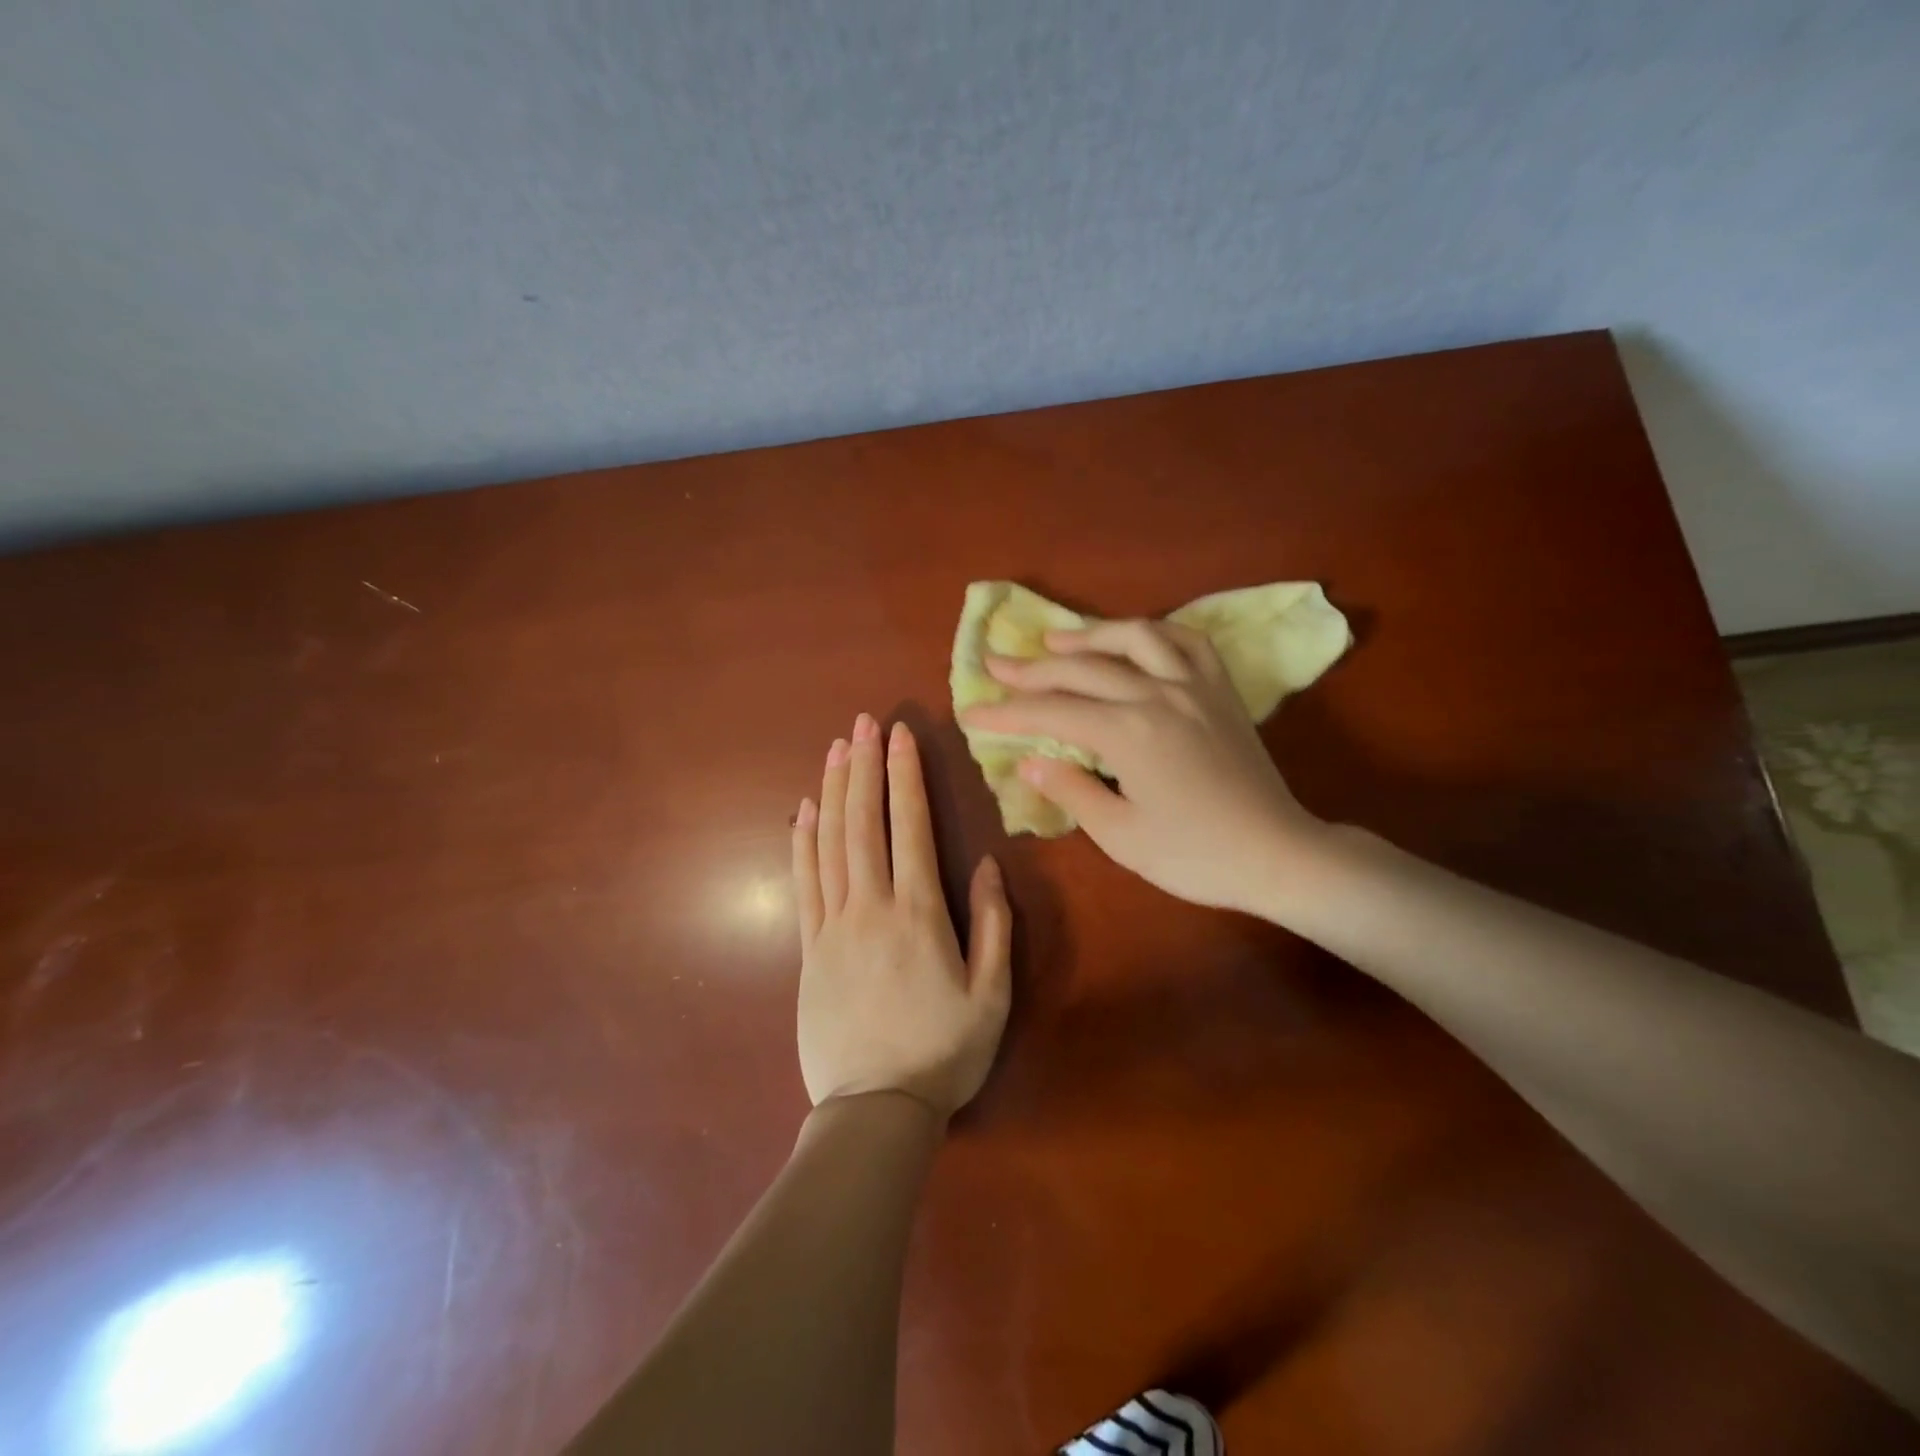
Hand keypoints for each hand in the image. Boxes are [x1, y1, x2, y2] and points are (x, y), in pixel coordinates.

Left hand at [792, 714, 1013, 1118]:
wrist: (874, 1110)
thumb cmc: (943, 1053)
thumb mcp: (991, 995)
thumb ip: (992, 925)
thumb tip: (986, 863)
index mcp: (918, 914)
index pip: (909, 827)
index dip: (904, 777)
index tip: (900, 735)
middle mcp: (870, 907)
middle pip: (863, 823)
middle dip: (864, 767)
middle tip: (862, 723)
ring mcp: (833, 925)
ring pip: (830, 843)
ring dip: (833, 791)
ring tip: (835, 749)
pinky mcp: (809, 948)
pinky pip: (803, 882)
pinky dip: (802, 841)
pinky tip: (804, 810)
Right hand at [960, 620, 1325, 915]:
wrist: (1277, 854)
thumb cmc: (1195, 856)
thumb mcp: (1122, 836)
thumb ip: (1072, 791)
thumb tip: (1028, 762)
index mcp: (1128, 733)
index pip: (1051, 713)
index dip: (1005, 713)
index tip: (970, 712)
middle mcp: (1157, 695)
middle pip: (1082, 668)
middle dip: (1032, 667)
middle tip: (995, 663)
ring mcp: (1193, 686)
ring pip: (1133, 638)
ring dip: (1088, 635)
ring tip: (1055, 637)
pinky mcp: (1220, 689)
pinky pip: (1186, 641)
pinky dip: (1153, 631)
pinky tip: (1134, 637)